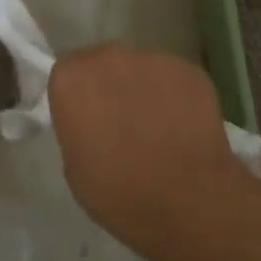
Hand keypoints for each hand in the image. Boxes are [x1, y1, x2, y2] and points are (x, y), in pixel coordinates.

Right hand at [48, 44, 248, 251]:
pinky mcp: (192, 71)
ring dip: (144, 90)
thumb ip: (77, 128)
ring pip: (142, 69)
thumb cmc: (118, 192)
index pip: (68, 73)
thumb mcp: (74, 166)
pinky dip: (176, 97)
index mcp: (71, 79)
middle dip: (110, 85)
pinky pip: (175, 80)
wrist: (187, 202)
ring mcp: (154, 60)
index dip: (79, 97)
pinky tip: (184, 127)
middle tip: (121, 121)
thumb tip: (93, 122)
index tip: (88, 120)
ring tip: (158, 127)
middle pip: (105, 63)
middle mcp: (110, 57)